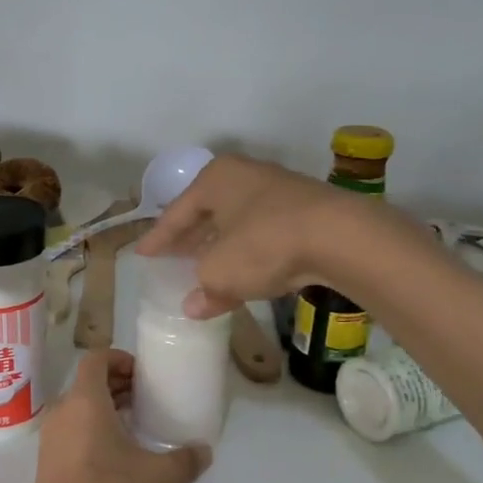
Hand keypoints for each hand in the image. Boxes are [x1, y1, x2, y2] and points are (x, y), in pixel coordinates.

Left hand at [17, 349, 209, 482]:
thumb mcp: (163, 479)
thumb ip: (186, 460)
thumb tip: (202, 450)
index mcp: (85, 401)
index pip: (96, 359)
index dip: (120, 358)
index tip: (143, 373)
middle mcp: (62, 413)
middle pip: (87, 384)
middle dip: (117, 385)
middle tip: (147, 398)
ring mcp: (50, 441)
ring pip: (78, 410)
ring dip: (106, 410)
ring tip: (137, 427)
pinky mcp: (47, 467)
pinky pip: (72, 433)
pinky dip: (93, 432)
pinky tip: (118, 459)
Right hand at [137, 154, 368, 318]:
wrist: (340, 237)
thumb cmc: (263, 243)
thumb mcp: (221, 272)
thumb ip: (203, 288)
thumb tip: (194, 306)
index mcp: (216, 178)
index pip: (177, 212)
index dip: (158, 237)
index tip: (142, 254)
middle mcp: (246, 176)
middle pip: (208, 212)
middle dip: (191, 238)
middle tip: (172, 258)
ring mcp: (279, 191)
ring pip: (238, 223)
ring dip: (222, 248)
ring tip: (206, 270)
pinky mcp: (306, 211)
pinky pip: (264, 233)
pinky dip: (250, 252)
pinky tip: (245, 273)